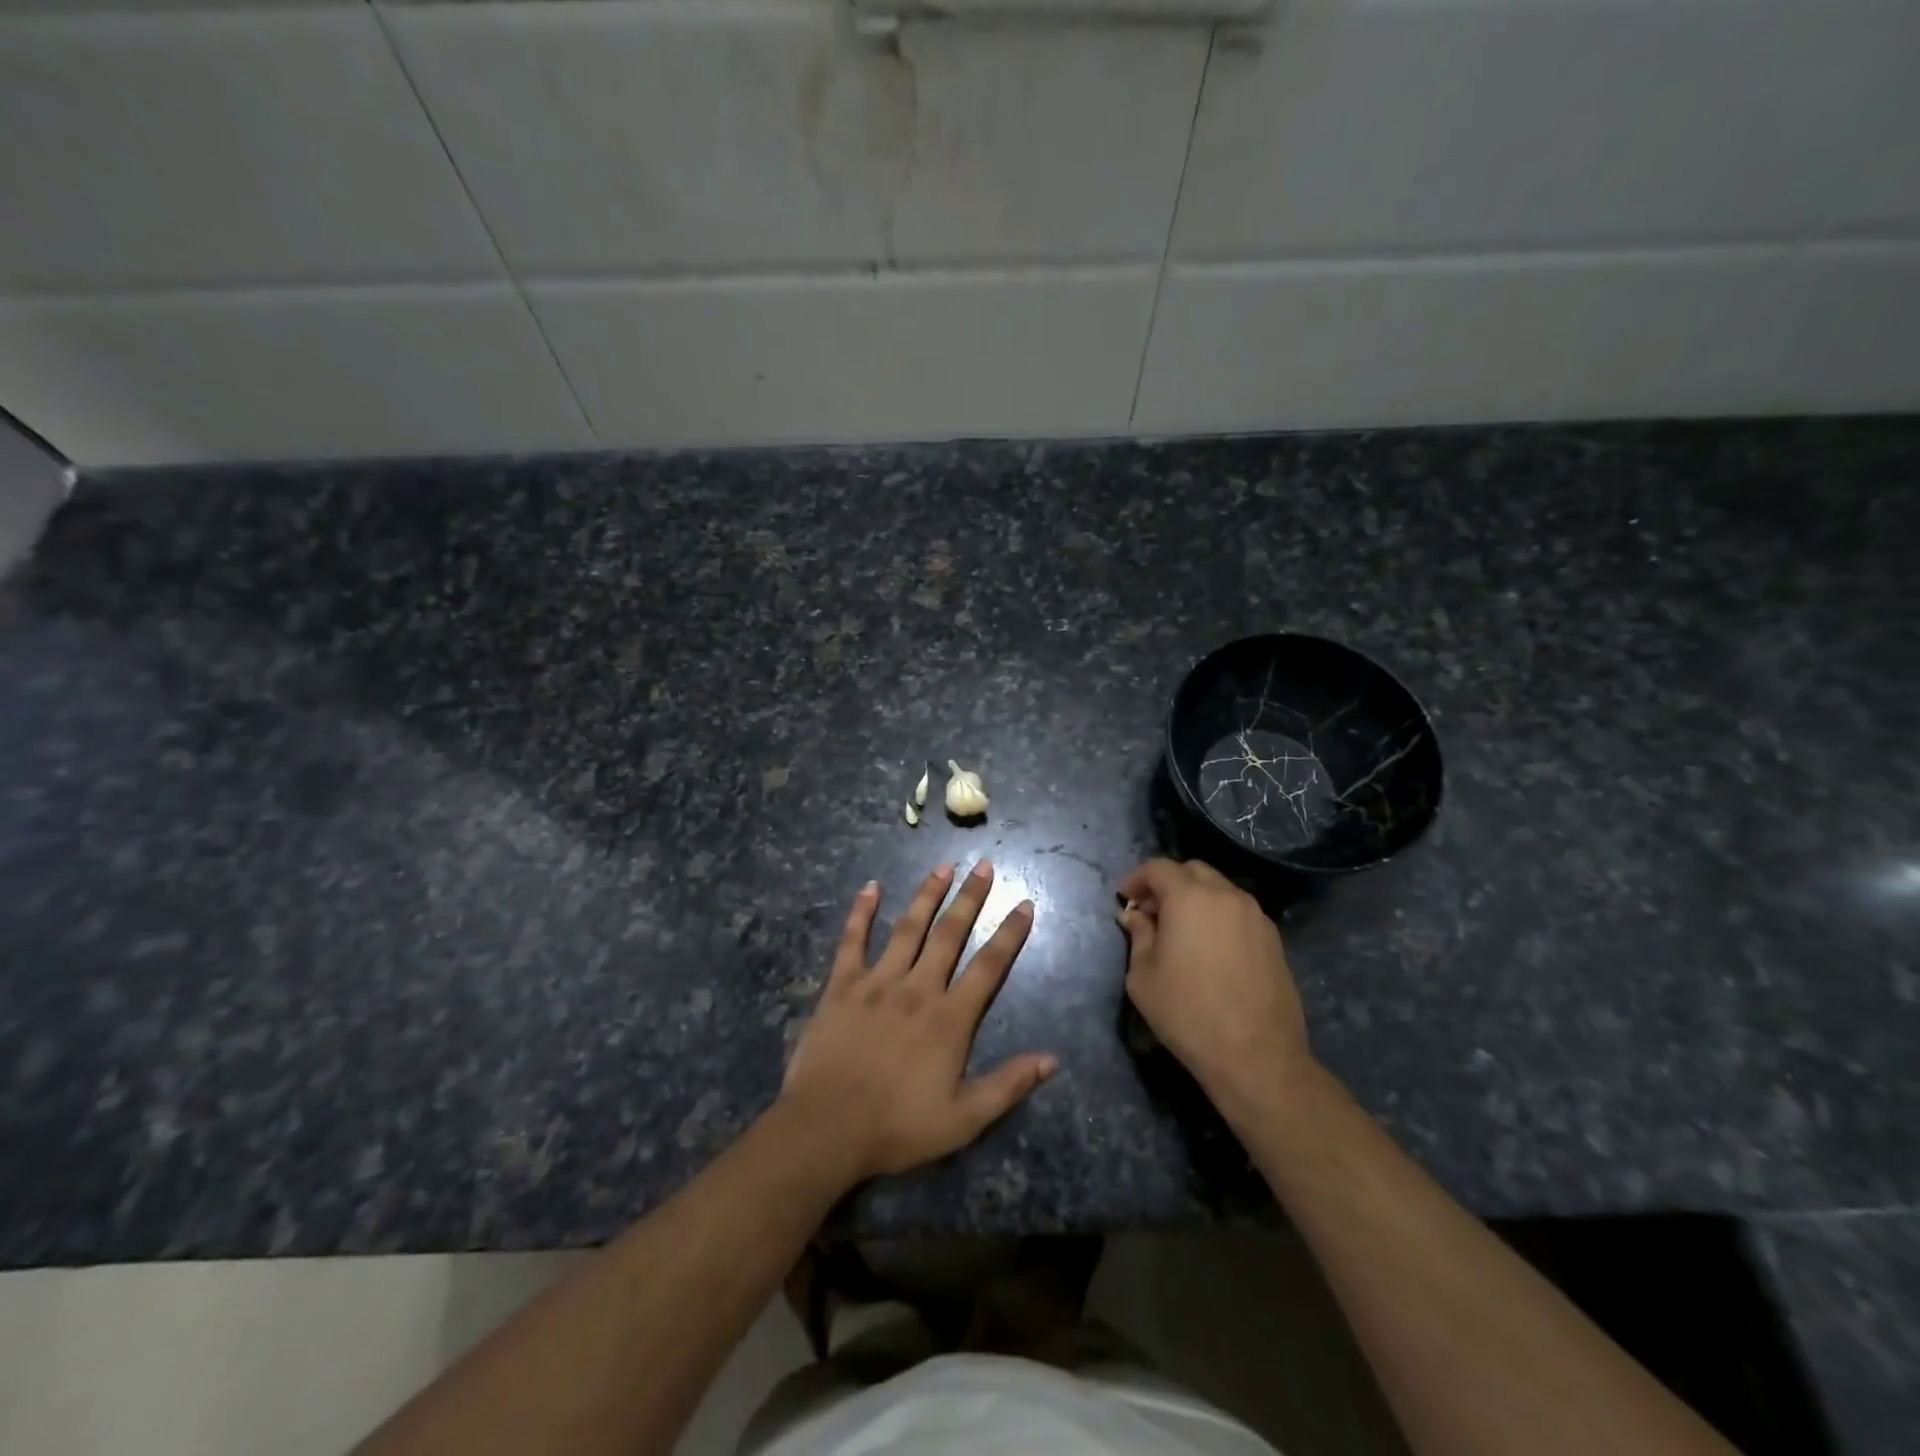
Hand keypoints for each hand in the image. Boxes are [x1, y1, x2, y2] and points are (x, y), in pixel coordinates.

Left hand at [779, 861, 1056, 1182]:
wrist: (827, 1128)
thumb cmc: (897, 1127)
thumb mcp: (963, 1119)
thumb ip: (1008, 1085)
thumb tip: (1052, 1059)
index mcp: (950, 1018)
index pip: (988, 966)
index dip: (1009, 933)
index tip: (1024, 903)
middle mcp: (918, 988)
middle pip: (950, 934)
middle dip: (970, 898)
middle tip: (984, 866)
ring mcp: (878, 982)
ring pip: (908, 928)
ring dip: (927, 895)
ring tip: (943, 866)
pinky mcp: (843, 985)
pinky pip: (853, 940)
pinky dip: (862, 912)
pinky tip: (870, 887)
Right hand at [1115, 858, 1313, 1108]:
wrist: (1256, 1056)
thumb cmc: (1188, 1014)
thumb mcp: (1143, 976)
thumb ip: (1138, 936)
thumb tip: (1134, 916)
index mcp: (1190, 898)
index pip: (1158, 868)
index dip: (1136, 878)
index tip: (1124, 899)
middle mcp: (1226, 895)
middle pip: (1192, 871)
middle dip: (1167, 883)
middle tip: (1150, 912)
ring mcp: (1255, 915)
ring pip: (1219, 889)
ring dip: (1195, 898)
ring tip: (1180, 930)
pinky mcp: (1273, 938)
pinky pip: (1238, 911)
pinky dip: (1218, 915)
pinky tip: (1209, 947)